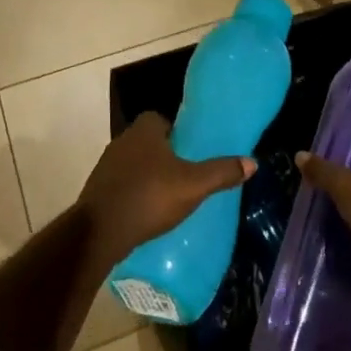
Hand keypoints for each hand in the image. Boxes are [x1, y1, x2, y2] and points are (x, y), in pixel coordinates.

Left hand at [80, 113, 254, 263]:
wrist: (100, 232)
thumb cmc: (149, 197)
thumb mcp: (193, 185)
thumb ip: (221, 172)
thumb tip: (252, 162)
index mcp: (143, 130)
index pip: (161, 119)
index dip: (176, 132)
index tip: (191, 150)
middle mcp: (122, 141)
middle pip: (148, 142)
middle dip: (164, 156)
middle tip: (185, 175)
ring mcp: (106, 167)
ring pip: (134, 164)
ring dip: (148, 176)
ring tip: (169, 196)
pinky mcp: (98, 191)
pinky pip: (122, 186)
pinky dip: (134, 194)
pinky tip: (148, 213)